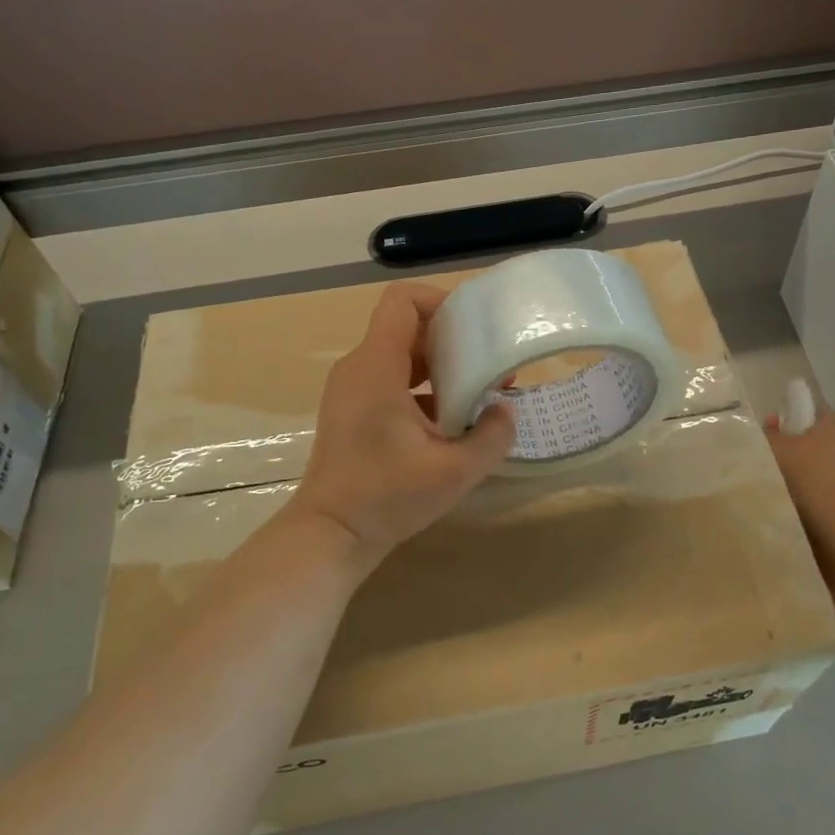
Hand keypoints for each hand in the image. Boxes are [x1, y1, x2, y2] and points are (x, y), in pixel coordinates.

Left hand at [290, 282, 515, 565]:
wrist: (331, 533)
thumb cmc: (386, 497)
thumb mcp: (455, 471)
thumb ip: (492, 436)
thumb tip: (504, 411)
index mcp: (377, 367)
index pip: (403, 300)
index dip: (442, 301)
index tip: (476, 329)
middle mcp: (360, 367)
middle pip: (407, 326)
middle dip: (453, 339)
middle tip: (490, 365)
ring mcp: (352, 389)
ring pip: (402, 354)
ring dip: (442, 366)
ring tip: (478, 394)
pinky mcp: (354, 410)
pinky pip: (393, 379)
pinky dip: (425, 388)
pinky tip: (452, 421)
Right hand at [764, 397, 834, 618]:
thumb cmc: (814, 480)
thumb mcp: (779, 450)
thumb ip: (769, 436)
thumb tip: (769, 428)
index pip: (806, 412)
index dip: (784, 421)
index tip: (765, 439)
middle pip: (810, 444)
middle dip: (788, 455)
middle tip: (762, 468)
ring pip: (815, 473)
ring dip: (796, 482)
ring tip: (772, 495)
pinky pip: (822, 497)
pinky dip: (807, 503)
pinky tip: (790, 513)